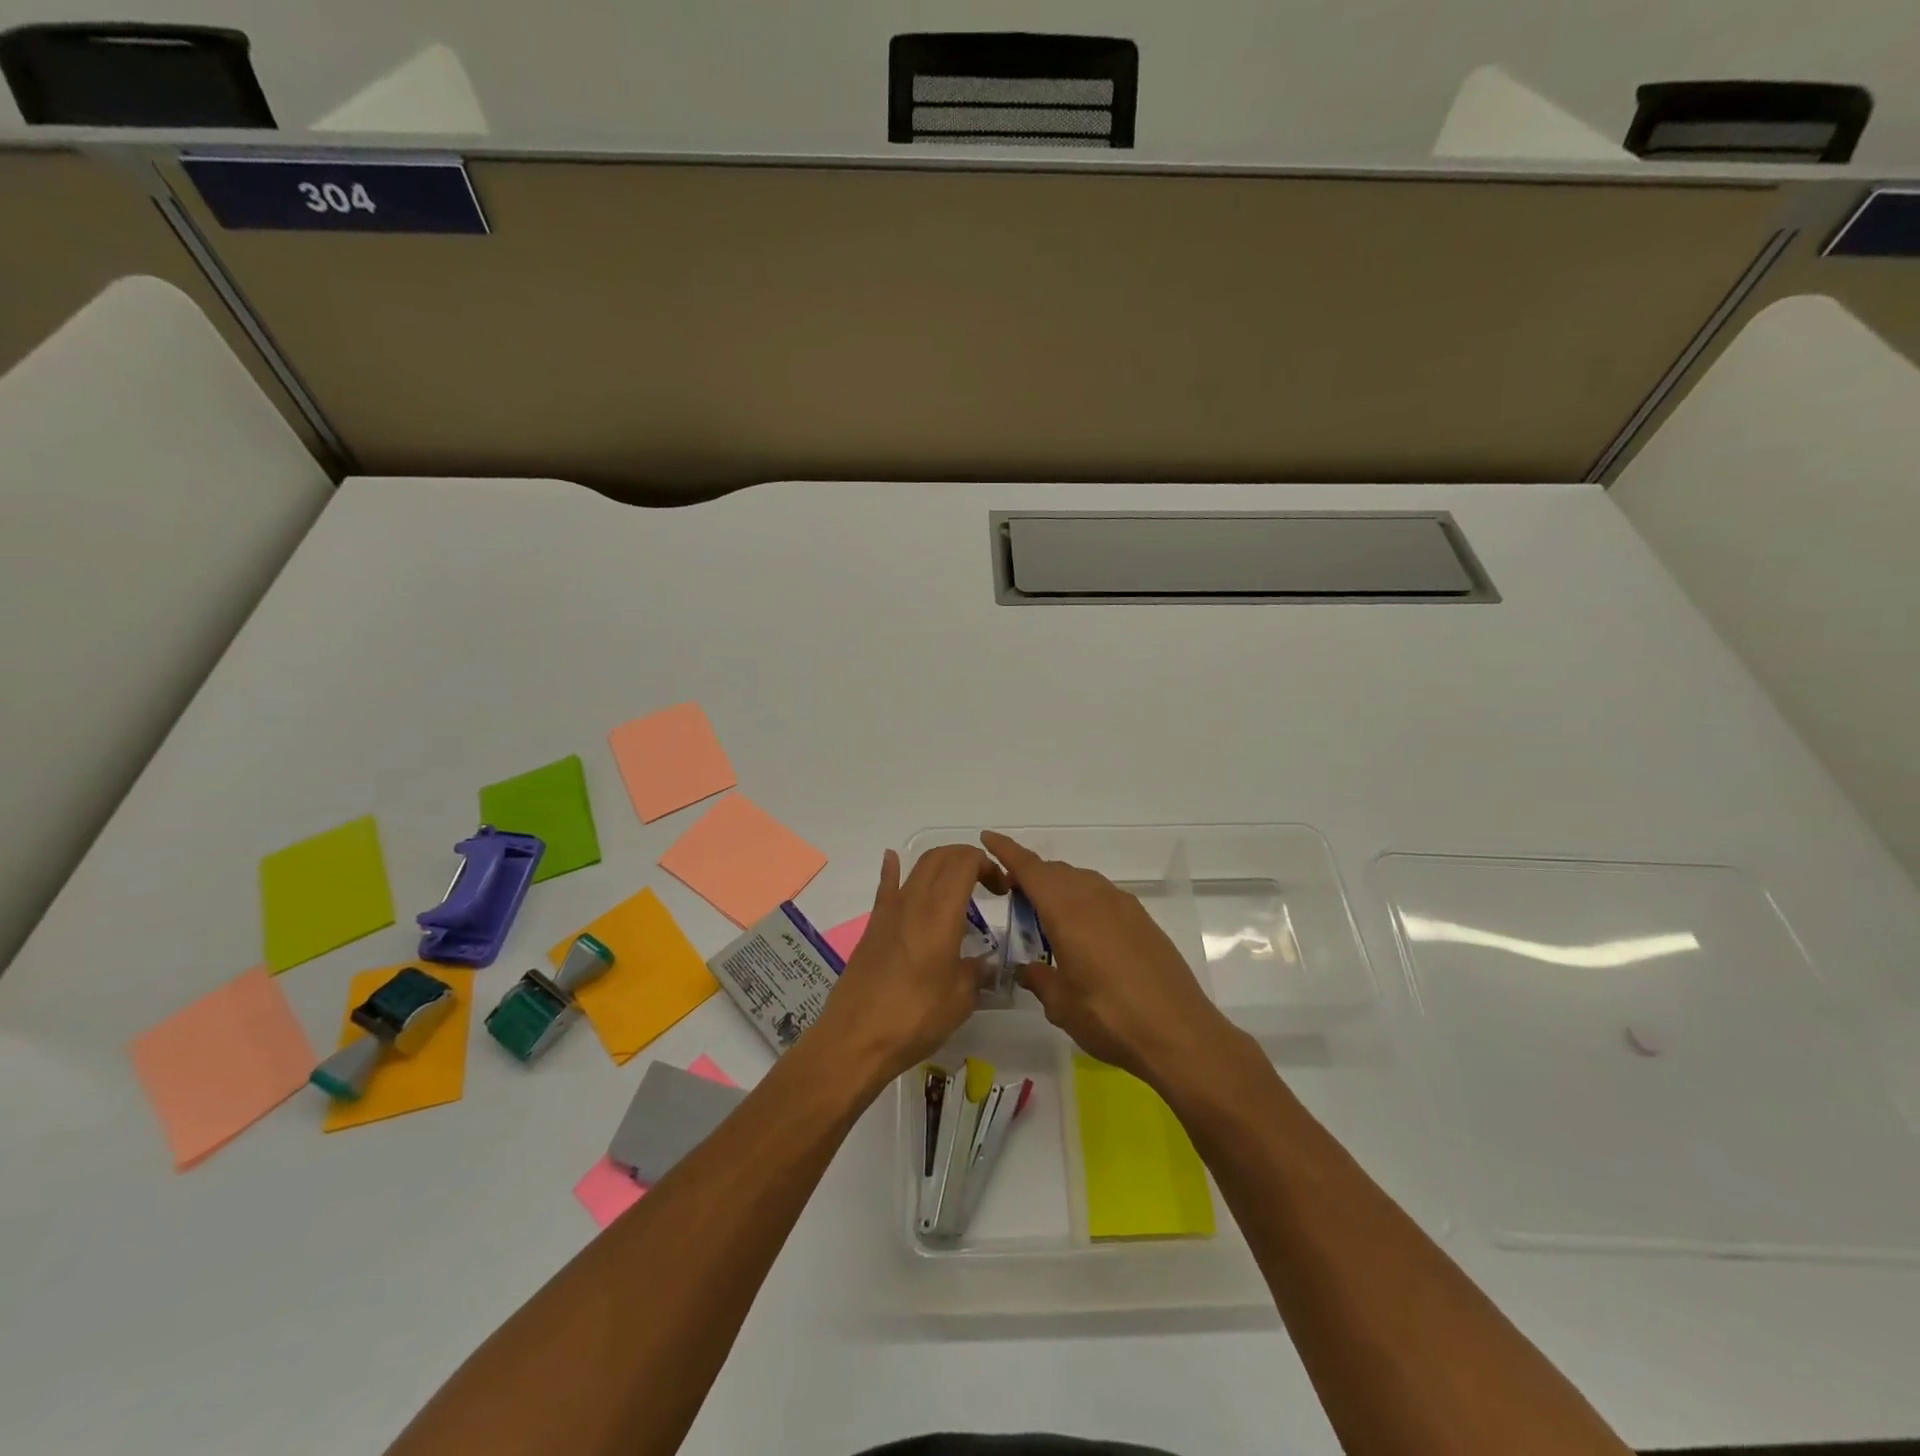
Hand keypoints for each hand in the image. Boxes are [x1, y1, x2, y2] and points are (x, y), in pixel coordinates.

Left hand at [810, 845, 1006, 1086]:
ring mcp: (889, 911)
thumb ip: (976, 971)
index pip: (965, 862)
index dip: (987, 865)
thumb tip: (982, 962)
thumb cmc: (915, 1018)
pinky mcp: (873, 926)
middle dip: (967, 860)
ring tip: (958, 884)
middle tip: (986, 884)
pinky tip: (894, 858)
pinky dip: (894, 869)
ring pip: (916, 868)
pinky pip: (886, 887)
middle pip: (940, 857)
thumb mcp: (961, 999)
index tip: (1002, 888)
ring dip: (941, 866)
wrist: (856, 1038)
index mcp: (940, 913)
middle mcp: (914, 901)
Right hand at [981, 831, 1232, 1085]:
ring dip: (1058, 889)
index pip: (1030, 869)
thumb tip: (1028, 969)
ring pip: (1081, 881)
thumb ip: (1039, 979)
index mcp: (1068, 911)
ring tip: (1044, 917)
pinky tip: (1082, 933)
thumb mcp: (1061, 1005)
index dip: (1007, 851)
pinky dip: (1083, 901)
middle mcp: (1095, 898)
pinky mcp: (1143, 921)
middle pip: (1055, 872)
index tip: (987, 837)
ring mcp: (1123, 906)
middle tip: (1011, 896)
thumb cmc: (1110, 1017)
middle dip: (1030, 876)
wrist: (1180, 1033)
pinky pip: (1102, 896)